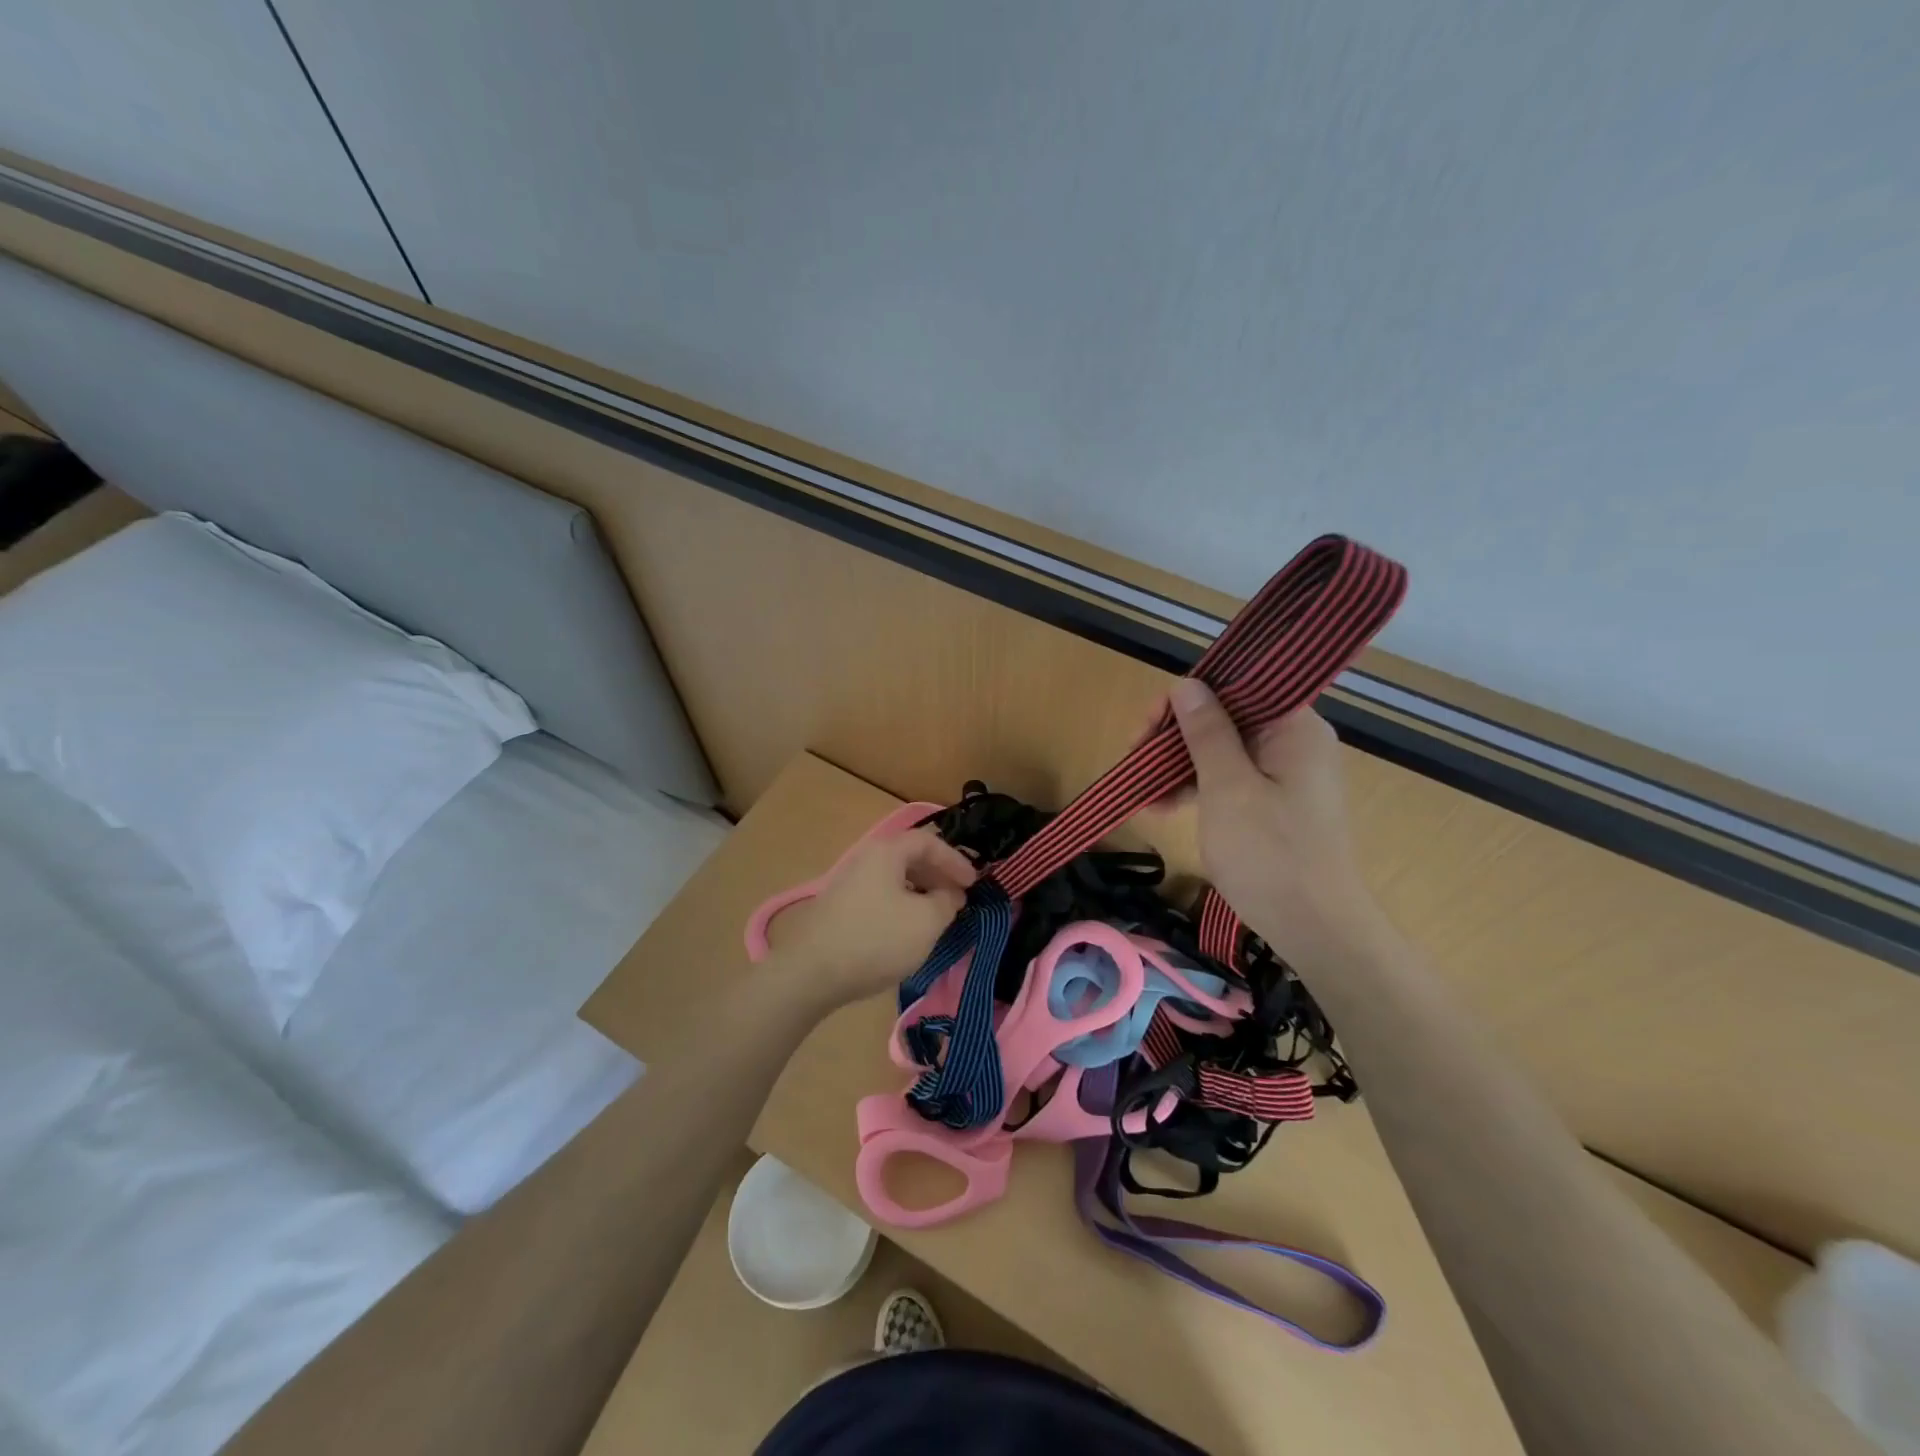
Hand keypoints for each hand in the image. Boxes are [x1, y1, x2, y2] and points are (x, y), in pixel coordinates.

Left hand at [767, 828, 976, 1011]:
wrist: (812, 972)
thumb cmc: (876, 939)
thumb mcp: (926, 922)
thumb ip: (947, 902)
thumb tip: (950, 894)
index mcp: (887, 852)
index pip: (929, 841)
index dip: (955, 860)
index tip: (973, 883)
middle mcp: (865, 859)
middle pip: (910, 857)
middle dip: (938, 875)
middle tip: (958, 898)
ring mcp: (849, 883)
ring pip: (894, 879)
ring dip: (921, 892)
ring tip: (937, 916)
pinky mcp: (840, 908)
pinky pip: (880, 896)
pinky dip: (902, 905)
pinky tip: (907, 931)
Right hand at [1168, 679, 1384, 965]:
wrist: (1316, 930)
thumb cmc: (1270, 854)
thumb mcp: (1227, 788)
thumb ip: (1206, 732)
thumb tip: (1186, 684)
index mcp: (1294, 727)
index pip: (1236, 687)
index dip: (1187, 698)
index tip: (1148, 725)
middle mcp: (1294, 742)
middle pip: (1227, 717)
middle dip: (1176, 735)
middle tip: (1135, 758)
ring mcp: (1286, 774)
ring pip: (1223, 750)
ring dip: (1180, 765)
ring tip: (1143, 792)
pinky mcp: (1276, 804)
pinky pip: (1231, 779)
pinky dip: (1198, 788)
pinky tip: (1163, 807)